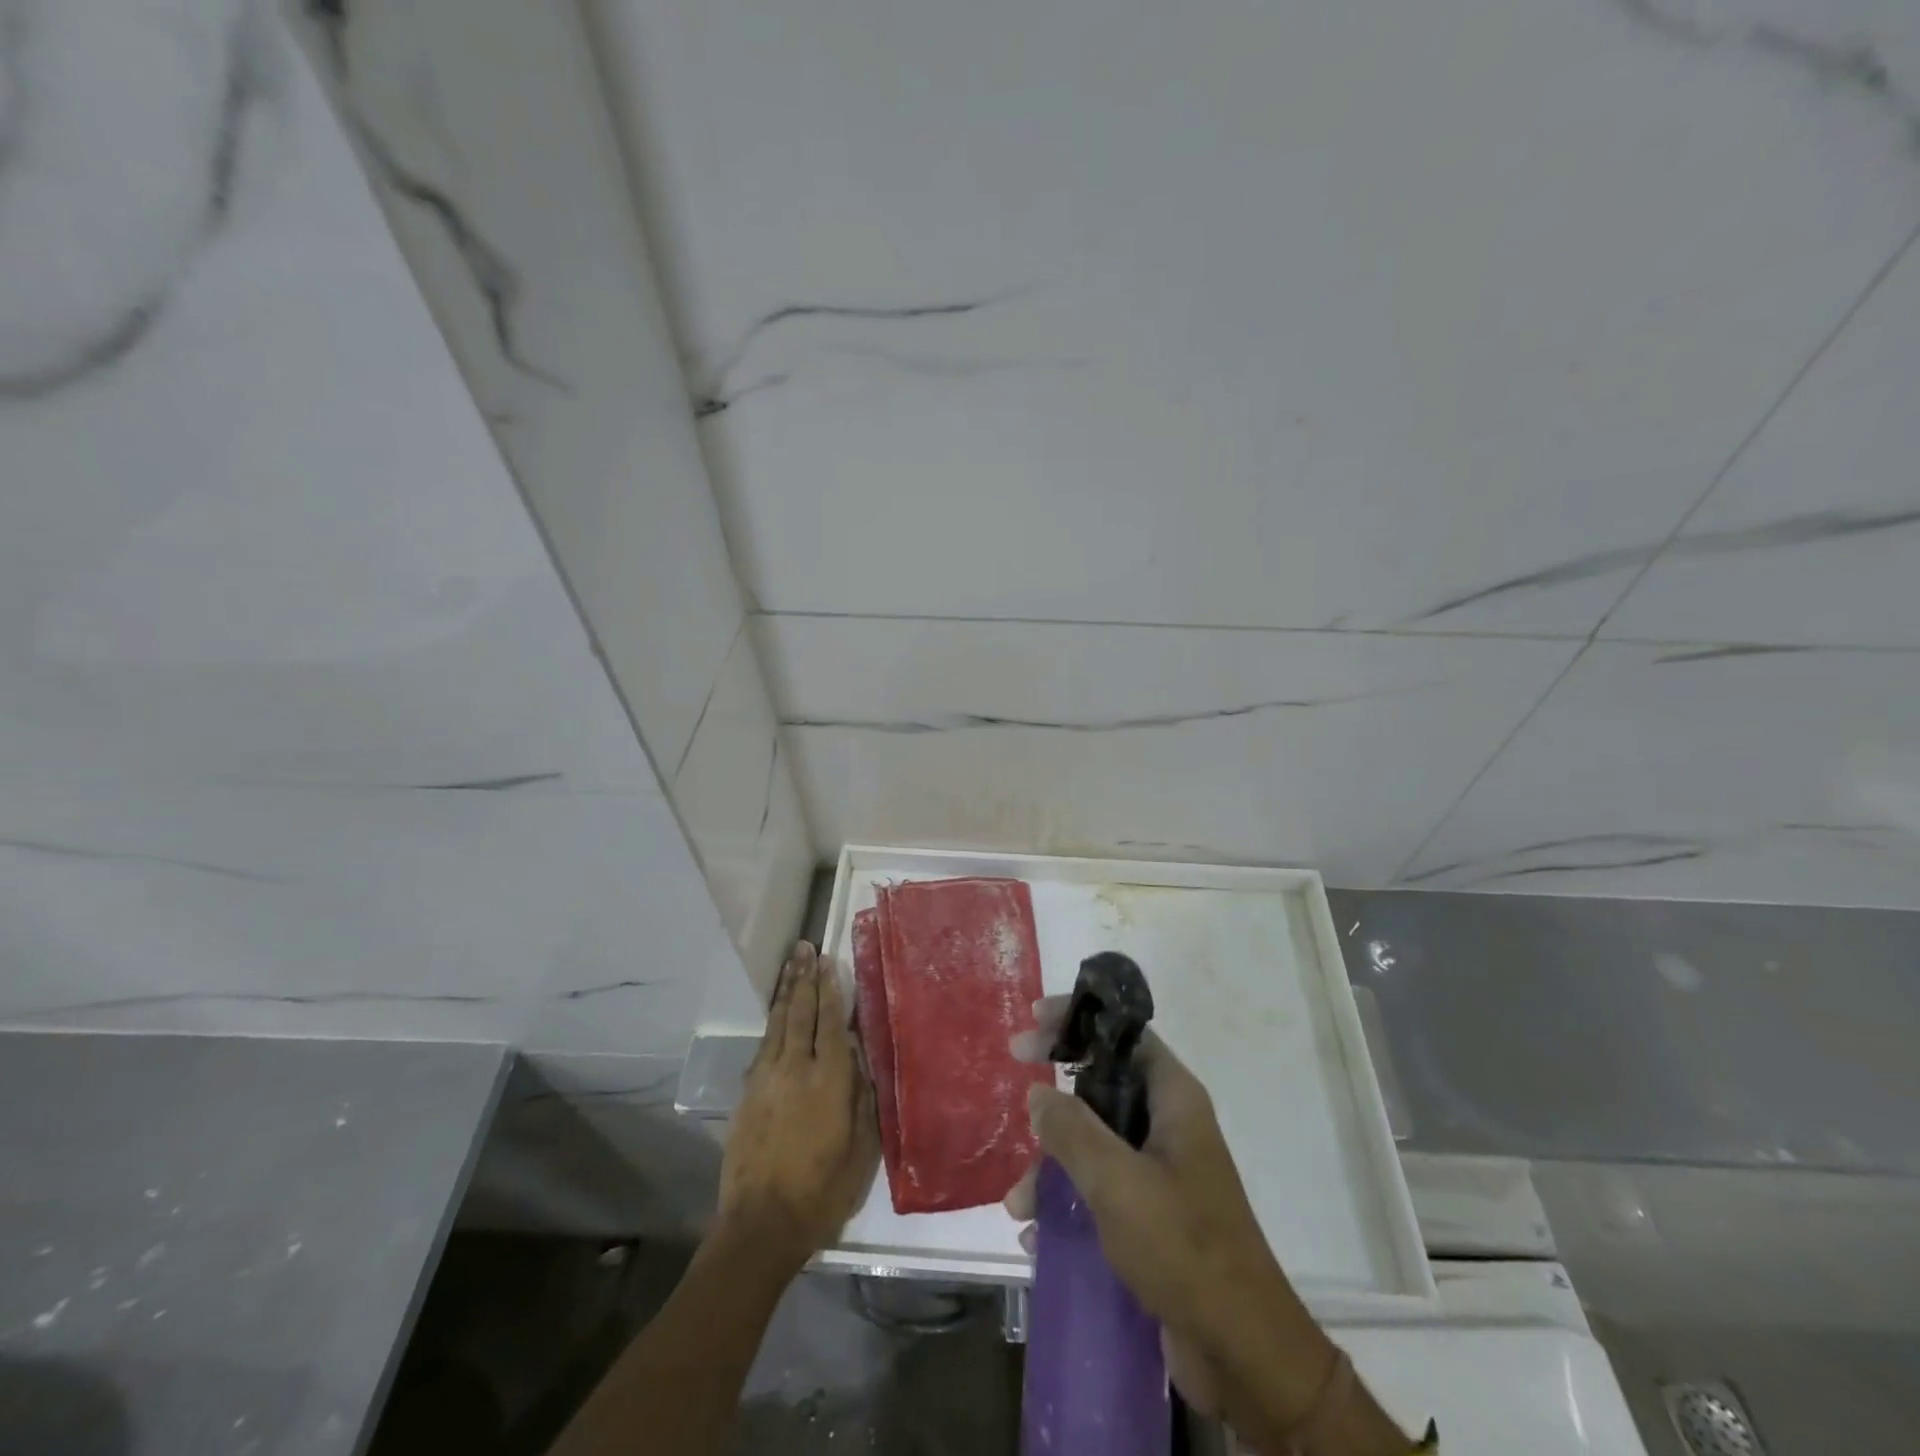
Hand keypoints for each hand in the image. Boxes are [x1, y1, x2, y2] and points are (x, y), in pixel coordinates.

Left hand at [720, 942, 879, 1272]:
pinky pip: (763, 1046)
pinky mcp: (747, 1094)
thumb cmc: (822, 1191)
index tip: (829, 960)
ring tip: (790, 965)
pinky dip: (771, 1024)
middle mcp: (795, 1069)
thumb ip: (862, 1098)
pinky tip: (775, 1016)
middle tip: (805, 947)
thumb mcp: (861, 1150)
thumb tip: (859, 1058)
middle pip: (800, 1012)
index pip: (830, 1021)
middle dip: (804, 978)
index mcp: (829, 1080)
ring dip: (785, 992)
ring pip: (777, 1024)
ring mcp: (766, 1079)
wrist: (761, 1225)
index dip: (830, 988)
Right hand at [1004, 998, 1337, 1436]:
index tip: (1034, 1021)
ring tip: (1017, 1204)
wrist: (1242, 1351)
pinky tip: (1039, 1235)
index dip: (1079, 1020)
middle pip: (1103, 1086)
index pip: (1123, 1034)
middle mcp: (1169, 1124)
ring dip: (1053, 1165)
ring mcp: (1161, 1170)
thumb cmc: (1183, 1247)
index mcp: (1173, 1099)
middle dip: (1056, 1100)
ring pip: (1096, 1142)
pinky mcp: (1153, 1214)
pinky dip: (1068, 1201)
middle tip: (1016, 1093)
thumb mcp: (1117, 1181)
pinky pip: (1101, 1189)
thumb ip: (1072, 1130)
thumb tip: (1039, 1093)